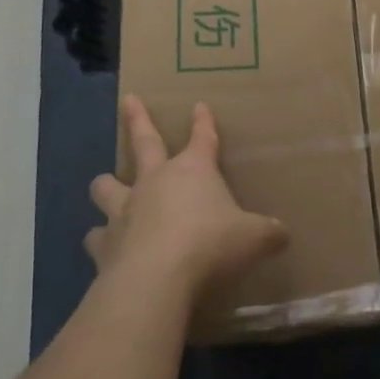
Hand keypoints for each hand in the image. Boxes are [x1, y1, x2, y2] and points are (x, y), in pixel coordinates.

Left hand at [87, 97, 288, 307]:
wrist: (156, 279)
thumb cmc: (210, 244)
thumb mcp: (253, 238)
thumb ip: (268, 233)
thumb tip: (283, 234)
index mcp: (193, 171)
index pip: (203, 138)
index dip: (203, 122)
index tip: (199, 106)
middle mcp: (155, 181)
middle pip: (144, 142)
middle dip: (137, 119)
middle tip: (128, 99)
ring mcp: (125, 210)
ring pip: (106, 187)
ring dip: (105, 185)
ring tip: (103, 185)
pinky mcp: (104, 244)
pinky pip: (96, 236)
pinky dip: (99, 239)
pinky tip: (101, 246)